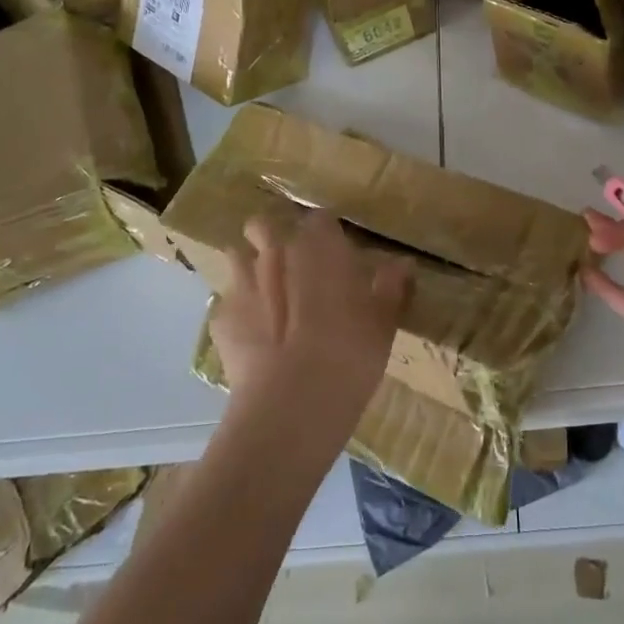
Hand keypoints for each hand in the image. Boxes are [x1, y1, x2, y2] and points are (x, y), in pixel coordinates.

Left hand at [212, 211, 409, 446]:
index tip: (334, 252)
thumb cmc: (349, 354)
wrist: (292, 404)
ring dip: (248, 268)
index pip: (319, 219)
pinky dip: (238, 312)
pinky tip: (252, 337)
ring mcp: (242, 283)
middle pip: (264, 226)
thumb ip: (391, 286)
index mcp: (319, 246)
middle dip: (271, 237)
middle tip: (292, 267)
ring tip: (265, 296)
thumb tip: (403, 264)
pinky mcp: (221, 318)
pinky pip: (227, 301)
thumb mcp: (383, 322)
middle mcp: (276, 253)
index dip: (325, 233)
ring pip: (236, 256)